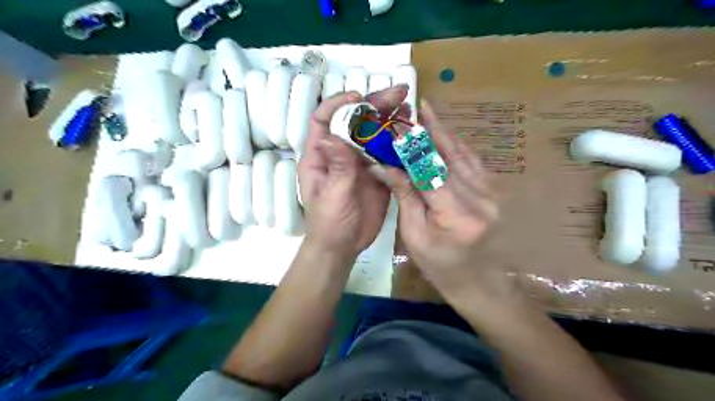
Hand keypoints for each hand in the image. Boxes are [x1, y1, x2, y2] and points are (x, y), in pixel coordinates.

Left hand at [298, 87, 407, 257]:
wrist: (343, 245)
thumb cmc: (329, 222)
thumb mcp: (332, 194)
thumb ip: (337, 167)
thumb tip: (332, 135)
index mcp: (320, 155)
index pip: (323, 120)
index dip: (339, 104)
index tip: (359, 97)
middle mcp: (340, 153)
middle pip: (355, 123)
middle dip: (374, 105)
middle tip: (398, 92)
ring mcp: (360, 163)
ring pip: (373, 135)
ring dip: (389, 120)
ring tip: (408, 106)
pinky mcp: (376, 174)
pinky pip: (387, 154)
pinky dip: (398, 144)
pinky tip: (412, 134)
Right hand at [389, 99, 497, 300]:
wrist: (478, 281)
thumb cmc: (440, 266)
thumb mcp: (414, 235)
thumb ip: (405, 196)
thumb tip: (383, 166)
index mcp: (457, 215)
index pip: (430, 171)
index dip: (412, 147)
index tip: (397, 127)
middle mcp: (479, 198)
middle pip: (449, 157)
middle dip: (430, 130)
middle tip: (415, 107)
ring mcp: (491, 193)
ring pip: (463, 155)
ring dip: (444, 133)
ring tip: (429, 112)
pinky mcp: (493, 192)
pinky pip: (473, 163)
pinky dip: (458, 146)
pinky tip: (447, 134)